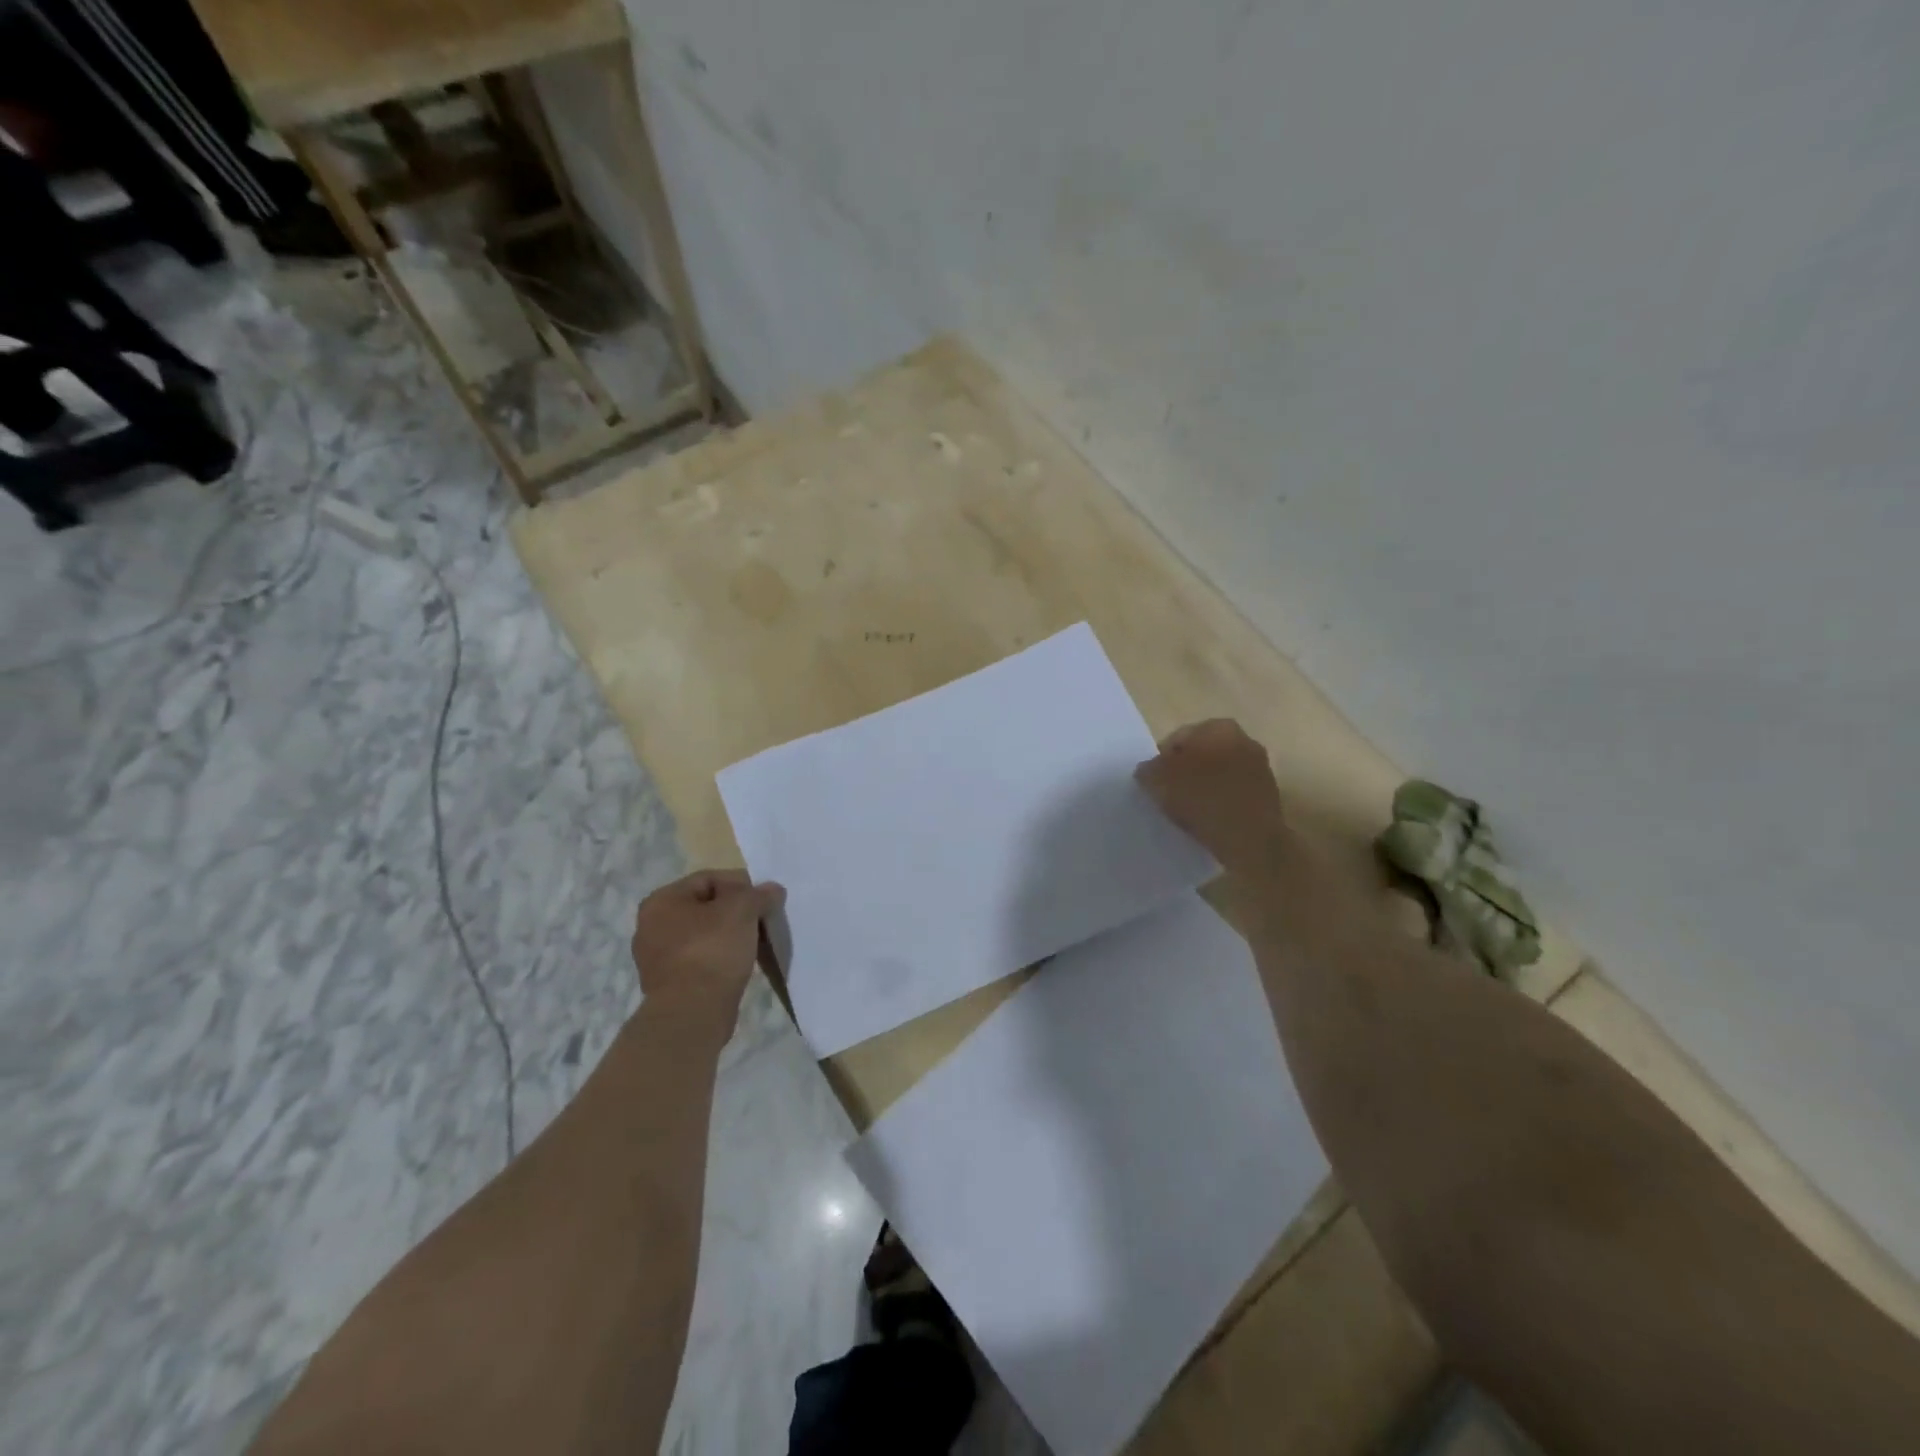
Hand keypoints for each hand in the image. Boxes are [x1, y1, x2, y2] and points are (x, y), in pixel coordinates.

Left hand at [631, 870, 785, 1043]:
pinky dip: (720, 958)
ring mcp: (657, 957)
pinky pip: (701, 959)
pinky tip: (739, 964)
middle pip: (706, 907)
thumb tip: (772, 890)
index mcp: (661, 900)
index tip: (764, 900)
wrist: (692, 1014)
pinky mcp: (669, 984)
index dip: (741, 884)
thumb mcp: (742, 910)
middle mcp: (651, 925)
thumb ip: (759, 894)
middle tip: (762, 921)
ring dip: (730, 936)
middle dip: (736, 912)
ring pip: (704, 934)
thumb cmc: (712, 951)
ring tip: (755, 944)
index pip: (709, 879)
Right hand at [1136, 719, 1289, 870]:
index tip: (1154, 782)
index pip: (1178, 738)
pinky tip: (1207, 819)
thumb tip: (1148, 770)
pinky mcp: (1268, 795)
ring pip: (1218, 774)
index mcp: (1218, 728)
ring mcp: (1260, 767)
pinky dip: (1219, 802)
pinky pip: (1232, 793)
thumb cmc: (1203, 799)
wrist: (1251, 840)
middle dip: (1184, 771)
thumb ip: (1148, 770)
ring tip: (1186, 810)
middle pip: (1201, 755)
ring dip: (1202, 787)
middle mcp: (1244, 739)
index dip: (1161, 760)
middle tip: (1167, 794)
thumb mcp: (1159, 782)